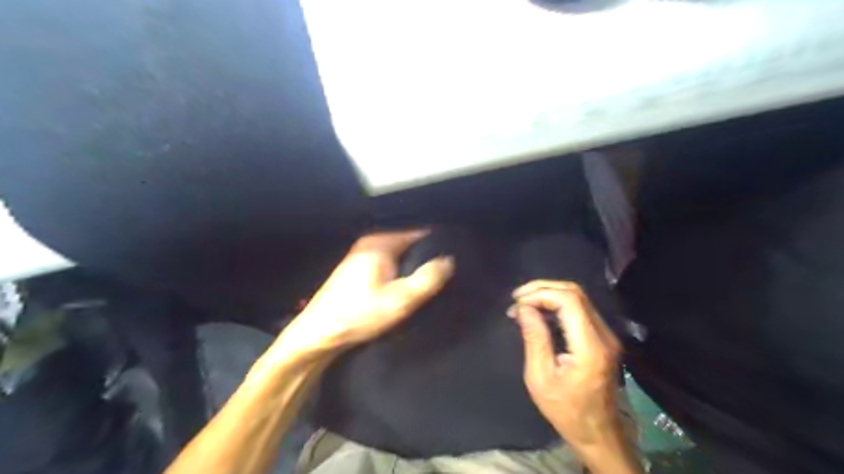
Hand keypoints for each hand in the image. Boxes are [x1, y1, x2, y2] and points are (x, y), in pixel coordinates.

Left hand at [281, 229, 455, 354]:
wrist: (319, 333)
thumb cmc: (359, 315)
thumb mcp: (399, 301)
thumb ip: (427, 280)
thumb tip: (449, 260)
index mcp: (381, 242)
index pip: (419, 232)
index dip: (438, 243)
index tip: (454, 255)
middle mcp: (371, 241)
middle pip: (409, 242)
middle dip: (426, 254)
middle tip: (445, 270)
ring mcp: (363, 253)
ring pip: (399, 253)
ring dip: (413, 263)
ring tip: (431, 277)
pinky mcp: (358, 267)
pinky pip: (389, 260)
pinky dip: (400, 269)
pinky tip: (407, 283)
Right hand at [507, 281, 625, 455]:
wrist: (598, 433)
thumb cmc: (565, 410)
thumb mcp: (540, 377)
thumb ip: (534, 338)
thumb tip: (523, 307)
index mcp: (589, 346)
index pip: (569, 300)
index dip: (540, 294)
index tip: (517, 303)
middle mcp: (603, 335)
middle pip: (575, 293)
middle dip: (543, 289)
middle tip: (517, 299)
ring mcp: (606, 335)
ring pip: (578, 298)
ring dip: (549, 294)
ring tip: (524, 304)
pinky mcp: (603, 338)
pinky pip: (579, 309)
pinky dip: (557, 304)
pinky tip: (539, 312)